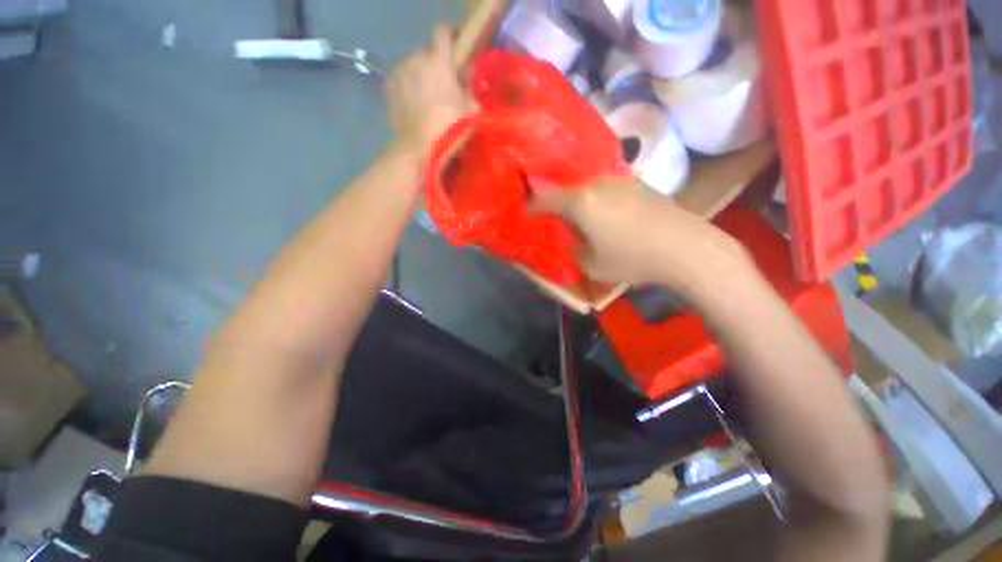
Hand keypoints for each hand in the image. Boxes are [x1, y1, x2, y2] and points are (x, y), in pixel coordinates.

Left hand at [386, 25, 475, 156]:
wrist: (419, 146)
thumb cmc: (449, 127)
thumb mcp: (471, 110)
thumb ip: (471, 90)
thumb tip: (468, 82)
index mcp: (439, 60)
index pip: (443, 31)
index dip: (450, 36)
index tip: (456, 47)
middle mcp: (416, 58)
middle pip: (427, 51)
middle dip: (435, 62)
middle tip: (443, 81)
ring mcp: (400, 72)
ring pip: (412, 65)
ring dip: (420, 74)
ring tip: (427, 94)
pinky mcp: (389, 87)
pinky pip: (401, 79)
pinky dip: (408, 86)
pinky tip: (413, 102)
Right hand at [532, 178, 752, 290]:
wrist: (686, 248)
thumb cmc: (633, 259)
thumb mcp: (592, 265)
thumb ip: (573, 247)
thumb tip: (570, 234)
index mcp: (580, 202)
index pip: (544, 198)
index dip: (531, 205)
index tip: (526, 213)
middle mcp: (596, 183)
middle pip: (566, 190)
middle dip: (557, 204)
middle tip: (555, 219)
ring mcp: (619, 180)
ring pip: (587, 188)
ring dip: (578, 201)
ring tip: (580, 218)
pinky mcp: (637, 182)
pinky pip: (606, 189)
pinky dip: (598, 200)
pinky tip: (606, 215)